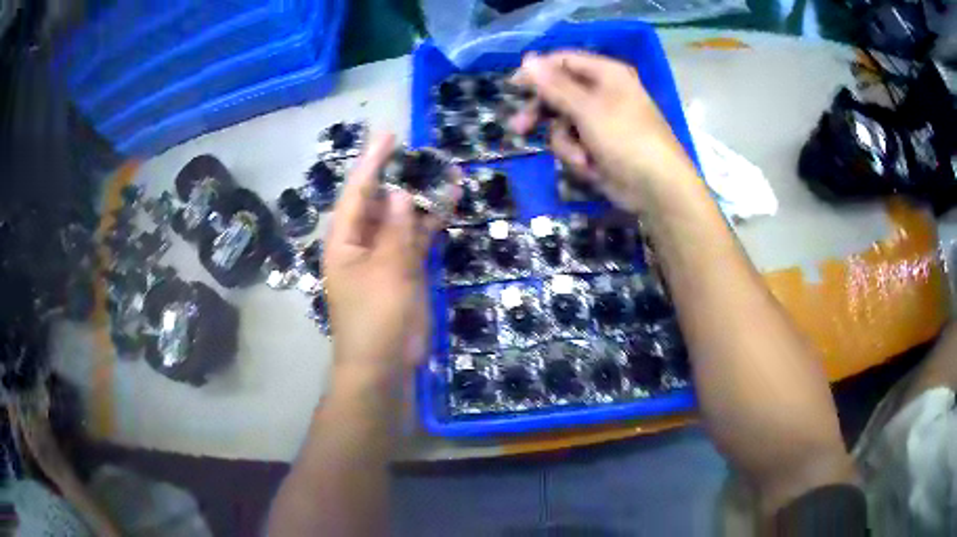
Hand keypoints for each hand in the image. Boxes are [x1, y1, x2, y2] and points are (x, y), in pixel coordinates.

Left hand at [323, 133, 443, 377]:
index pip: (358, 192)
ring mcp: (384, 256)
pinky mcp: (404, 270)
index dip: (372, 162)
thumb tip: (403, 194)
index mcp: (345, 240)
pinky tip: (450, 204)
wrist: (384, 366)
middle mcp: (361, 243)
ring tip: (445, 171)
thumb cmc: (375, 319)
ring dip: (422, 198)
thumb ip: (397, 231)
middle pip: (381, 201)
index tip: (389, 135)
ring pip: (403, 218)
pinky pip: (417, 239)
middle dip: (402, 176)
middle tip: (424, 151)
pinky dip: (432, 223)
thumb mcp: (387, 272)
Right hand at [510, 51, 697, 212]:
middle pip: (558, 93)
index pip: (563, 61)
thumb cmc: (625, 138)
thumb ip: (554, 85)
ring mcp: (600, 120)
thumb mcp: (586, 108)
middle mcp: (602, 92)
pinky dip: (577, 156)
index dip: (537, 72)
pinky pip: (573, 143)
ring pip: (562, 124)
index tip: (513, 86)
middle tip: (519, 127)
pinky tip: (591, 167)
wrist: (656, 187)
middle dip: (543, 114)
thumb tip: (527, 58)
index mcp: (606, 74)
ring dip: (566, 143)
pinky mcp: (598, 145)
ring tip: (581, 157)